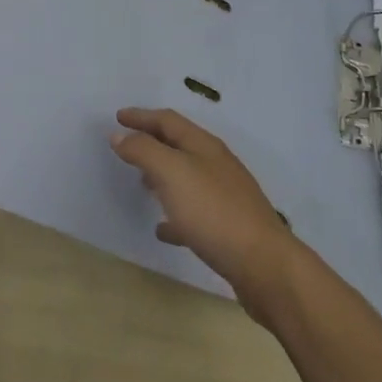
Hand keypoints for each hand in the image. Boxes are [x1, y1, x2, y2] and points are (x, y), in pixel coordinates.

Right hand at [110, 107, 303, 315]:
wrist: (263, 264)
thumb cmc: (214, 212)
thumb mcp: (173, 173)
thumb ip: (144, 151)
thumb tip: (120, 133)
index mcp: (204, 146)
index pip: (168, 121)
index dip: (142, 116)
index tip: (117, 117)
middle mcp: (217, 165)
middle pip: (179, 145)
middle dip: (152, 141)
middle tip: (126, 145)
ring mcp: (225, 196)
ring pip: (187, 177)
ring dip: (163, 175)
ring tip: (141, 183)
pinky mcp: (228, 227)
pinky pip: (194, 213)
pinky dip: (174, 215)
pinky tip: (162, 229)